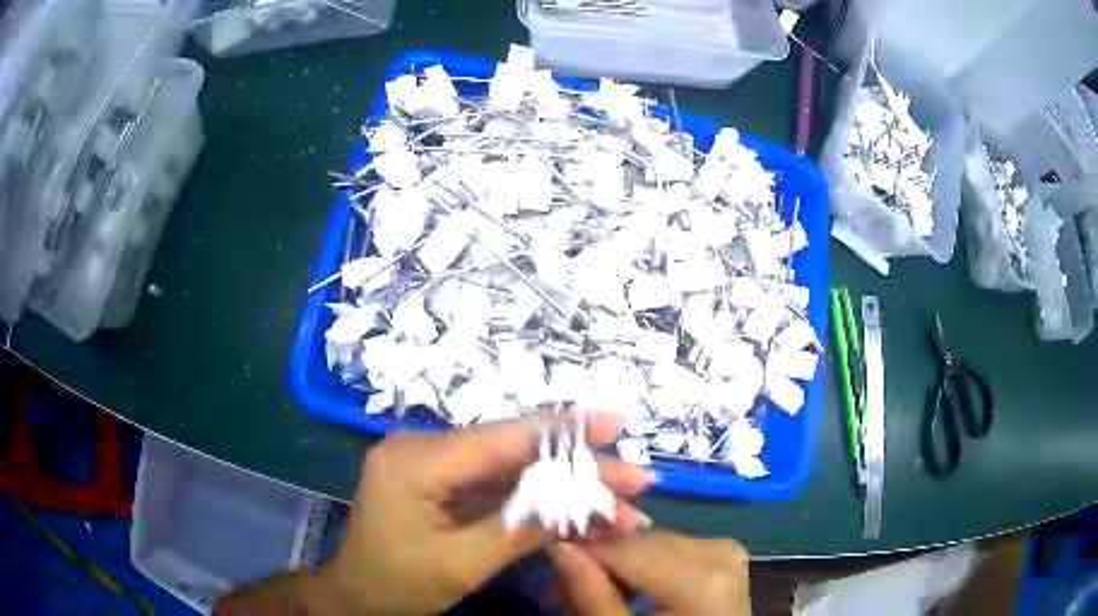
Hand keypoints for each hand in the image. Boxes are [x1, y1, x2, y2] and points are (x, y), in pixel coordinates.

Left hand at [318, 414, 657, 614]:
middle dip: (578, 468)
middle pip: (514, 451)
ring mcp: (434, 462)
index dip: (564, 431)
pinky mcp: (443, 479)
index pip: (501, 438)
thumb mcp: (462, 564)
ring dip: (566, 486)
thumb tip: (584, 500)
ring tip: (618, 503)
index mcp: (416, 461)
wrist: (359, 596)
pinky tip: (579, 507)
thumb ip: (520, 528)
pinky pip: (498, 483)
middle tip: (635, 480)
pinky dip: (540, 498)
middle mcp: (424, 447)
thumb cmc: (399, 584)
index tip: (616, 425)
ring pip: (513, 467)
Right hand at [550, 529, 750, 615]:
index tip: (552, 580)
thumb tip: (557, 547)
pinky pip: (674, 547)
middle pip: (640, 542)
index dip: (582, 559)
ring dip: (622, 563)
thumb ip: (590, 595)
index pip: (623, 549)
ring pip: (654, 542)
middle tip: (566, 591)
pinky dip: (648, 565)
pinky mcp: (727, 555)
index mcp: (699, 577)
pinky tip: (635, 589)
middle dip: (601, 564)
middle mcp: (719, 551)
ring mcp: (727, 550)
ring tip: (599, 592)